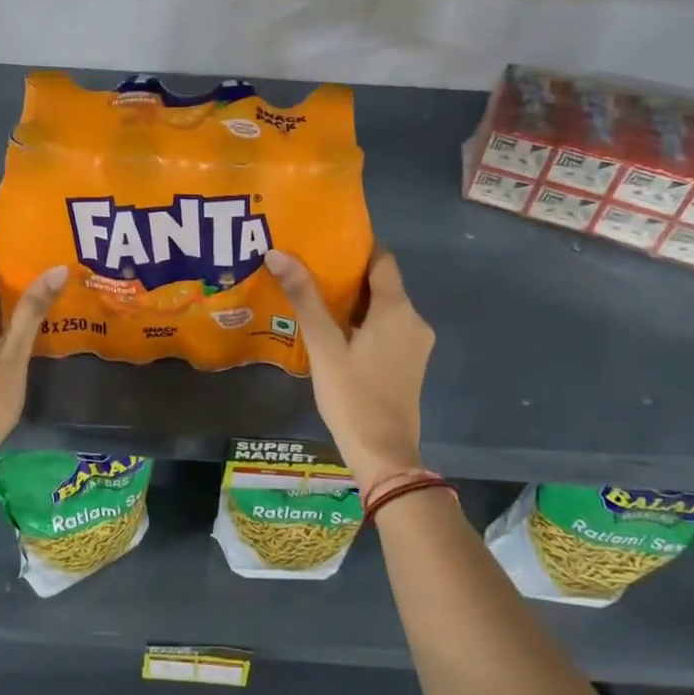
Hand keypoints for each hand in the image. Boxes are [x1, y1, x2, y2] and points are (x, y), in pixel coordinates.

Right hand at [266, 247, 433, 489]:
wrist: (384, 454)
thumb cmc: (352, 396)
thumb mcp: (323, 346)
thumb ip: (304, 298)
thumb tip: (278, 253)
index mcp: (397, 309)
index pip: (382, 259)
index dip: (357, 246)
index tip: (326, 240)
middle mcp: (413, 320)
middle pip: (382, 284)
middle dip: (349, 275)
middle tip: (310, 268)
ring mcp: (415, 345)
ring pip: (384, 309)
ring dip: (355, 301)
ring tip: (316, 297)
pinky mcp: (409, 364)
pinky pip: (387, 330)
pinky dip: (364, 323)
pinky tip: (335, 331)